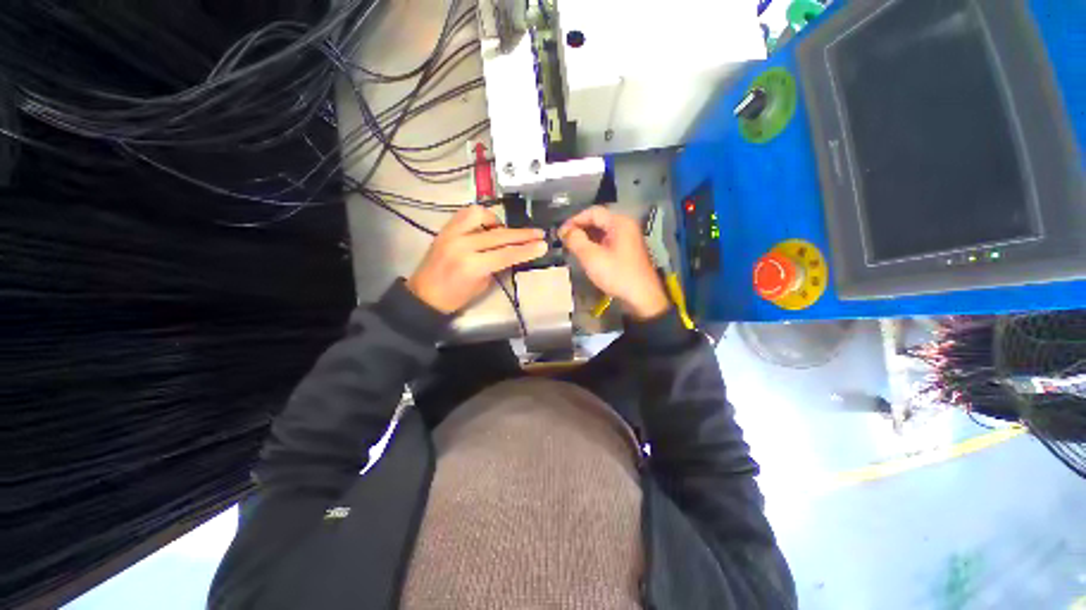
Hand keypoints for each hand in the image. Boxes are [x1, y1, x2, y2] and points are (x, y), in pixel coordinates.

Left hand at [407, 206, 547, 312]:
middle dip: (522, 234)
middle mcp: (463, 245)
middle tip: (538, 233)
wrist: (424, 295)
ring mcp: (452, 233)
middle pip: (499, 235)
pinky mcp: (445, 228)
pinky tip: (486, 225)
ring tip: (503, 230)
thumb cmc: (456, 297)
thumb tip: (513, 252)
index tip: (543, 244)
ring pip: (481, 215)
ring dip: (497, 221)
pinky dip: (480, 216)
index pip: (507, 254)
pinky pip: (465, 214)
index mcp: (473, 265)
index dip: (527, 249)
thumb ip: (498, 265)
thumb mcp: (483, 285)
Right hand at [559, 206, 668, 319]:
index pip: (592, 212)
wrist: (641, 297)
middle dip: (579, 228)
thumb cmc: (617, 275)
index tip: (560, 233)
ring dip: (586, 237)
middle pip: (597, 220)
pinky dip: (594, 244)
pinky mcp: (626, 250)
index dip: (574, 220)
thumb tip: (566, 231)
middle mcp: (625, 226)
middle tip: (564, 240)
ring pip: (601, 231)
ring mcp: (627, 238)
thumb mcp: (592, 257)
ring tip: (572, 247)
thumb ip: (576, 240)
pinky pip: (607, 241)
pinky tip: (585, 254)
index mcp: (619, 223)